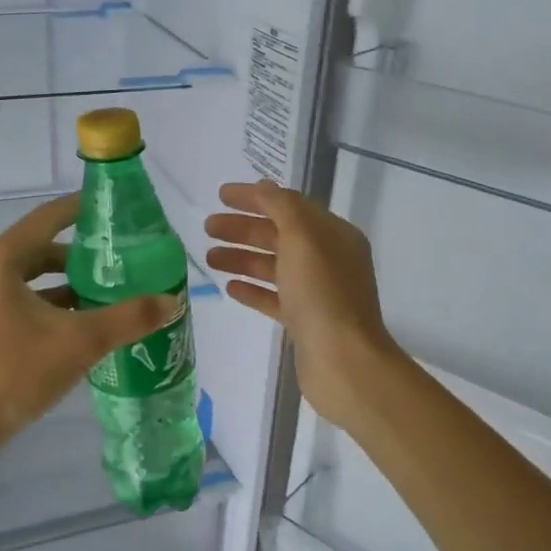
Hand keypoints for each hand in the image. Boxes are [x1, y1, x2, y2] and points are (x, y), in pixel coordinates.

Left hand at [0, 194, 179, 444]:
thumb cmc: (14, 372)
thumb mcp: (80, 342)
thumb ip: (129, 318)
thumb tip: (172, 301)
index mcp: (1, 261)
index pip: (47, 218)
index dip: (81, 209)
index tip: (114, 209)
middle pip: (41, 249)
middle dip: (81, 254)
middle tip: (121, 259)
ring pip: (33, 280)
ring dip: (69, 284)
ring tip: (110, 293)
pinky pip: (24, 302)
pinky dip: (53, 306)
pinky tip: (83, 325)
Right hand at [204, 179, 401, 427]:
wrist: (343, 361)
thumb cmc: (322, 294)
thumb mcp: (303, 239)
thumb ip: (281, 208)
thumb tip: (263, 188)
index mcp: (333, 235)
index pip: (289, 205)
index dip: (255, 197)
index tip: (220, 195)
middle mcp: (328, 259)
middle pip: (279, 235)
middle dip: (243, 228)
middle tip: (207, 227)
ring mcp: (317, 292)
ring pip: (274, 267)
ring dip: (242, 258)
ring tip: (209, 257)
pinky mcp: (305, 322)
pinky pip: (274, 298)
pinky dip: (252, 289)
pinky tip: (229, 287)